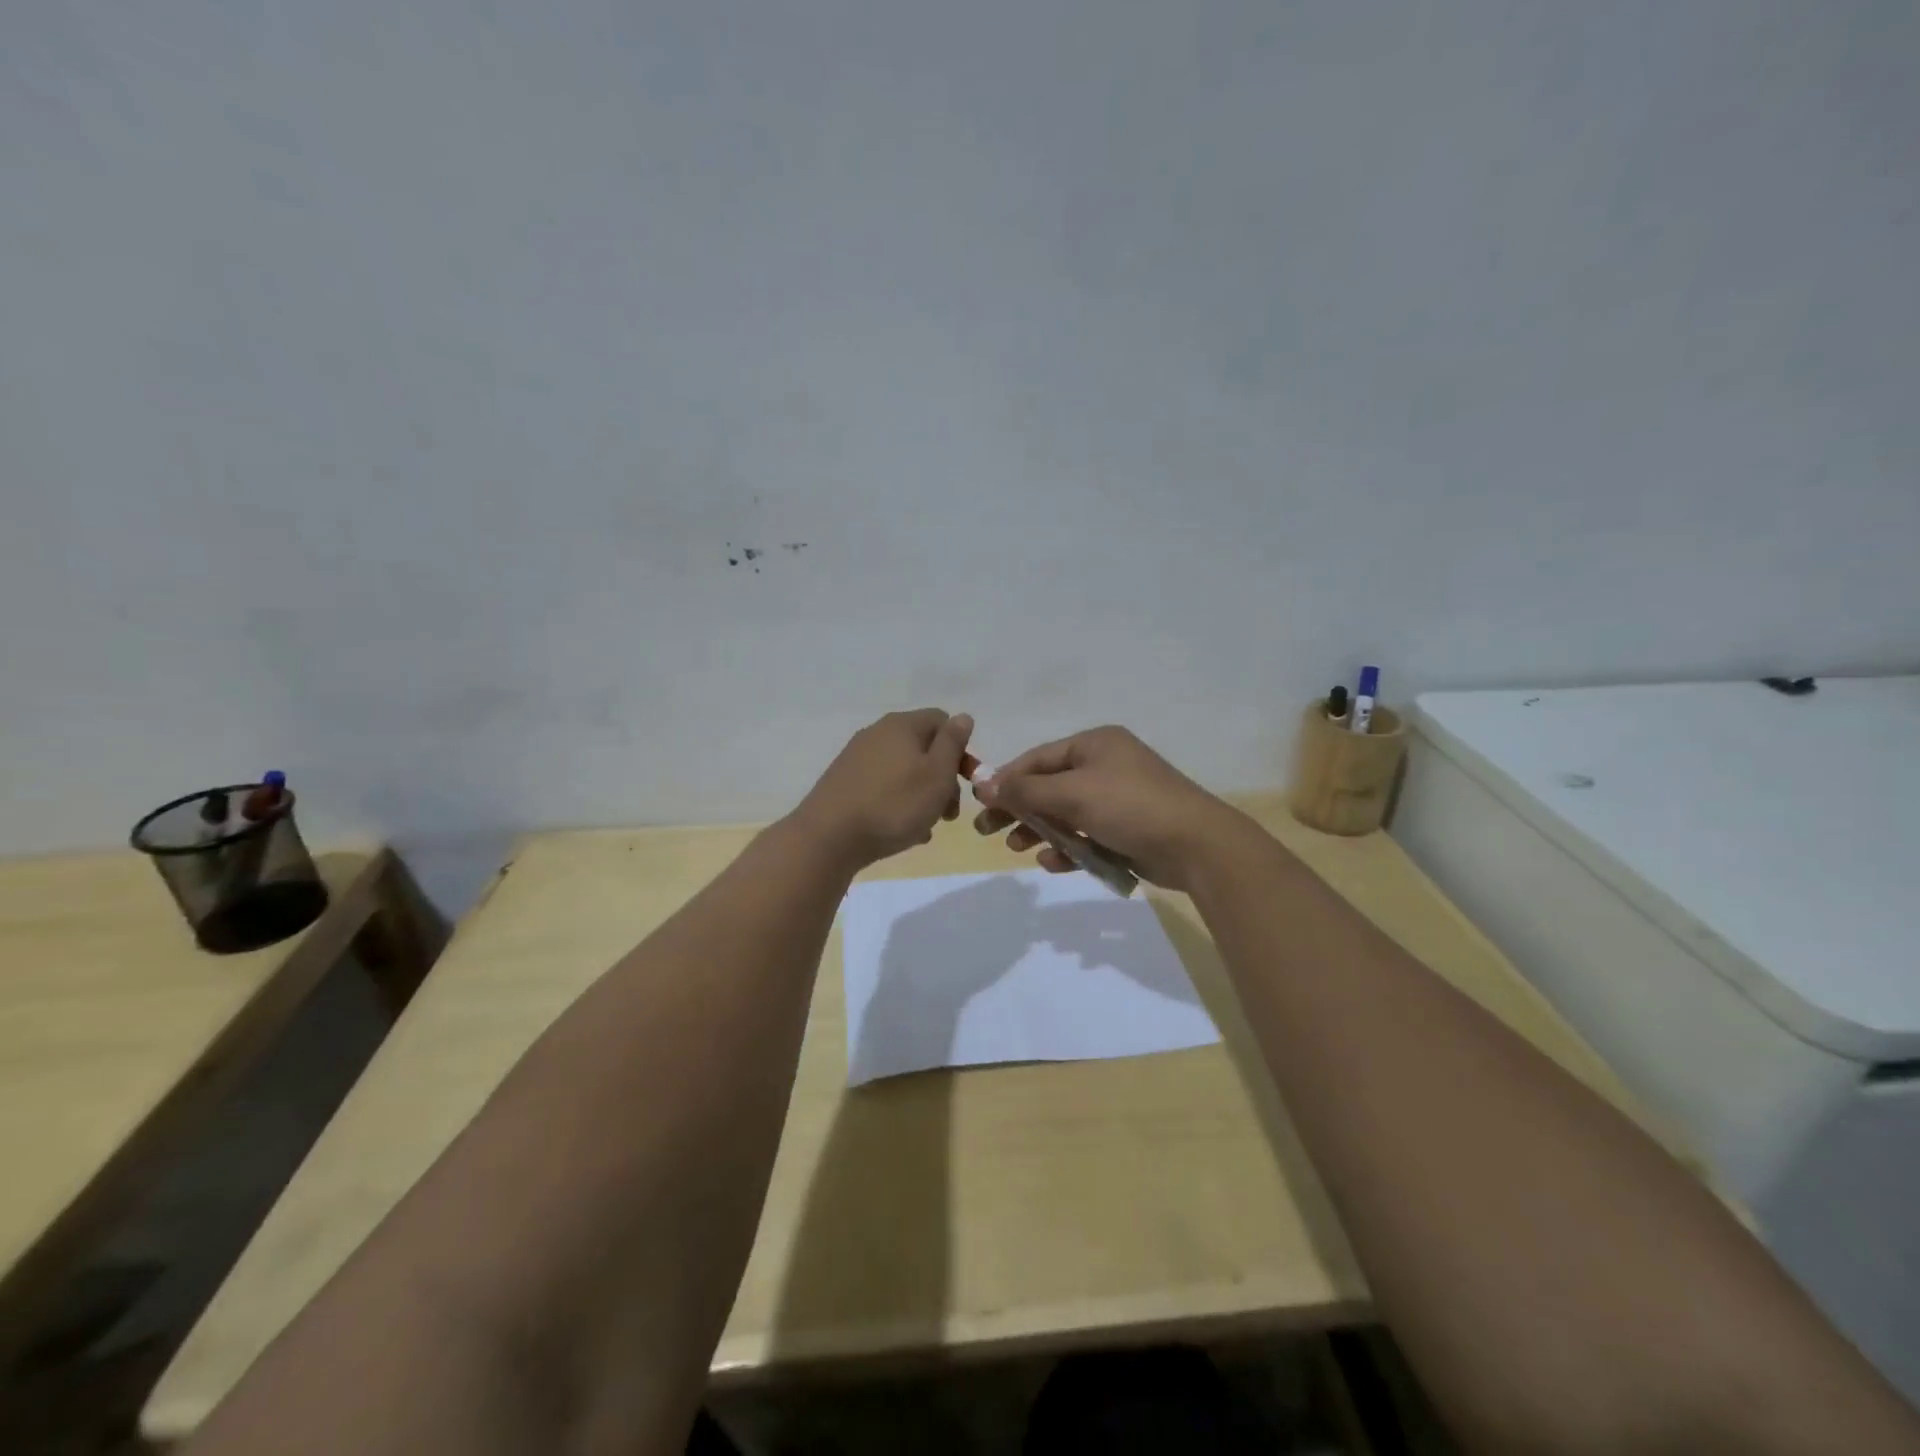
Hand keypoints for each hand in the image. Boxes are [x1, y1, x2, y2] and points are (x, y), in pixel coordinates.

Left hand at [791, 709, 973, 871]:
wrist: (828, 838)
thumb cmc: (894, 804)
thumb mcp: (937, 774)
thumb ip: (952, 743)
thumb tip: (962, 717)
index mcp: (902, 725)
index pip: (942, 721)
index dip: (961, 749)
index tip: (967, 781)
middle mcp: (877, 734)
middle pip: (923, 748)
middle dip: (943, 778)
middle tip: (950, 813)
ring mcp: (857, 759)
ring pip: (903, 772)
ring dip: (922, 796)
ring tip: (926, 827)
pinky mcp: (844, 784)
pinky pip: (883, 788)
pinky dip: (898, 805)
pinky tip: (903, 832)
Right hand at [972, 725, 1252, 889]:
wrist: (1196, 846)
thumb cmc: (1130, 806)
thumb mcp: (1073, 794)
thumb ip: (1026, 790)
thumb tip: (983, 783)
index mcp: (1094, 745)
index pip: (1038, 758)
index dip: (1007, 779)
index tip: (980, 802)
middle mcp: (1105, 766)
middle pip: (1049, 786)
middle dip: (1019, 808)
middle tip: (987, 831)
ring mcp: (1118, 799)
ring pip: (1066, 813)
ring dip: (1040, 830)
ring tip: (1017, 848)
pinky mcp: (1126, 829)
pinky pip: (1087, 834)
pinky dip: (1068, 847)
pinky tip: (1053, 862)